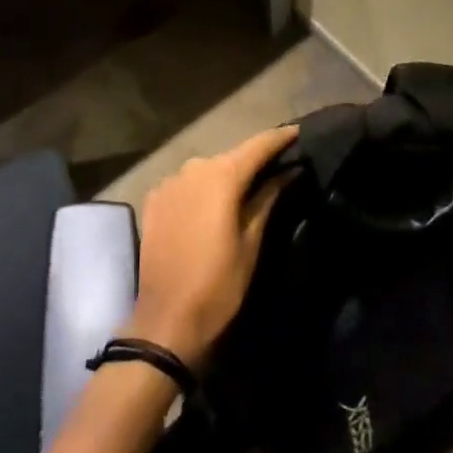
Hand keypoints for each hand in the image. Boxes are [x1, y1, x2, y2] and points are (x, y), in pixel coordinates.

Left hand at [126, 126, 296, 367]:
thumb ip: (268, 198)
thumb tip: (288, 171)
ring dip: (226, 176)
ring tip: (246, 188)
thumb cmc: (218, 284)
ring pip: (207, 170)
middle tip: (278, 167)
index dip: (280, 137)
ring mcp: (169, 183)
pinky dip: (202, 189)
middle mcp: (193, 168)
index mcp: (221, 176)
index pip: (258, 145)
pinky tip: (212, 206)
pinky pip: (186, 185)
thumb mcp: (251, 242)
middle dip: (254, 160)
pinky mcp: (154, 200)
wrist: (165, 322)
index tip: (299, 131)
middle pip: (231, 156)